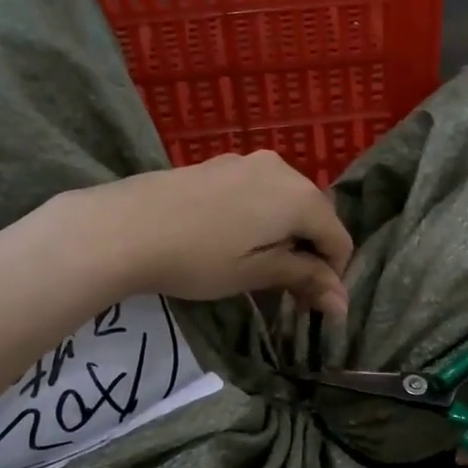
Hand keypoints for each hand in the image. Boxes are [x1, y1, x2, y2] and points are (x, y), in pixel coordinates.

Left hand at [67, 153, 353, 318]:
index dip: (332, 276)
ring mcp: (249, 161)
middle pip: (315, 216)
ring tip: (259, 267)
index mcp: (300, 196)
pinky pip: (260, 192)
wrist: (124, 227)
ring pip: (287, 202)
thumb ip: (304, 279)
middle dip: (309, 255)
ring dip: (286, 236)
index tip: (310, 305)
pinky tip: (234, 240)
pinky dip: (262, 218)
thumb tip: (343, 303)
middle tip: (286, 291)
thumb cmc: (199, 258)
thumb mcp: (256, 273)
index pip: (338, 239)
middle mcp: (283, 169)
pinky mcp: (221, 164)